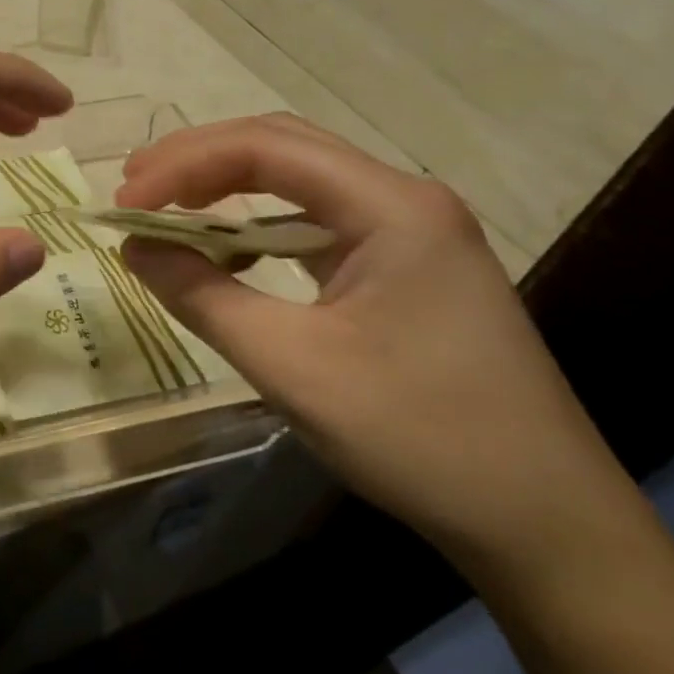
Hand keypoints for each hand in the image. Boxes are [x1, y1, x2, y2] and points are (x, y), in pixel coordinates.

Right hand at [117, 114, 625, 562]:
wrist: (548, 528)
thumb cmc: (421, 437)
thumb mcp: (292, 365)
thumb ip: (201, 295)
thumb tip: (133, 247)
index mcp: (391, 206)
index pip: (264, 148)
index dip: (182, 165)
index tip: (125, 202)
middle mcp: (404, 199)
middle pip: (281, 146)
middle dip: (198, 160)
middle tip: (133, 187)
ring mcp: (410, 231)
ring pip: (297, 179)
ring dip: (225, 185)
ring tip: (163, 203)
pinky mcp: (404, 265)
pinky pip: (315, 220)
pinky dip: (256, 223)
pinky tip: (224, 247)